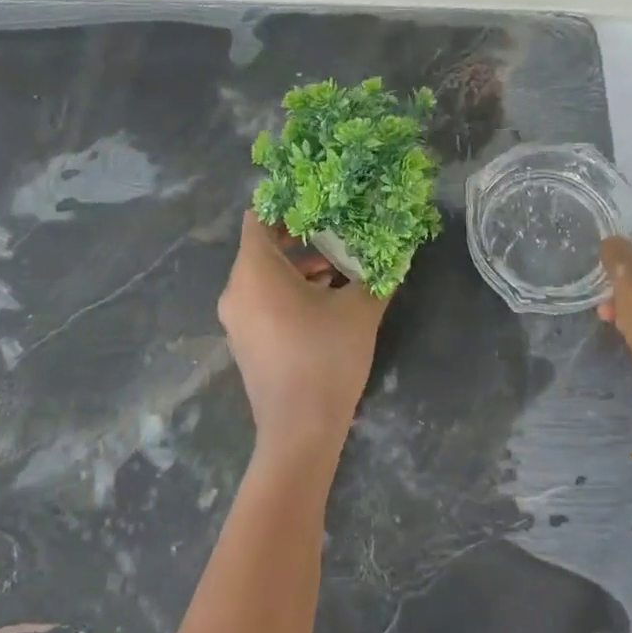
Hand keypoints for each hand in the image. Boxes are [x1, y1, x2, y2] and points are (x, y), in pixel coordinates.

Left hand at [218, 211, 387, 461]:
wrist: (300, 430)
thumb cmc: (326, 358)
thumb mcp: (360, 311)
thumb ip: (377, 274)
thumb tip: (395, 251)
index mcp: (255, 271)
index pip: (258, 218)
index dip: (286, 206)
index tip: (319, 202)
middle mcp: (236, 290)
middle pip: (262, 247)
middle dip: (300, 238)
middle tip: (338, 231)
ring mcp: (236, 319)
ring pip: (263, 276)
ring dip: (298, 268)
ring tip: (339, 269)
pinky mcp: (244, 342)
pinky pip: (261, 301)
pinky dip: (287, 292)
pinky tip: (325, 301)